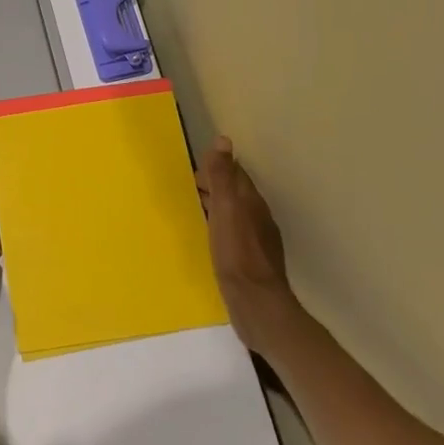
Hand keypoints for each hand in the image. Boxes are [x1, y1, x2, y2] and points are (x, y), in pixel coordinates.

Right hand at [197, 136, 301, 356]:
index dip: (216, 168)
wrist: (256, 304)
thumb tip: (223, 140)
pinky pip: (232, 234)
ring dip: (215, 207)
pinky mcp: (250, 261)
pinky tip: (207, 239)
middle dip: (213, 186)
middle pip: (235, 193)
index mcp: (251, 202)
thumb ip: (223, 176)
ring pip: (233, 214)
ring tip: (192, 209)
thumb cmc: (237, 254)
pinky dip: (218, 228)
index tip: (192, 171)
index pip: (235, 174)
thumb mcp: (226, 210)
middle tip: (186, 188)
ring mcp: (256, 241)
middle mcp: (257, 217)